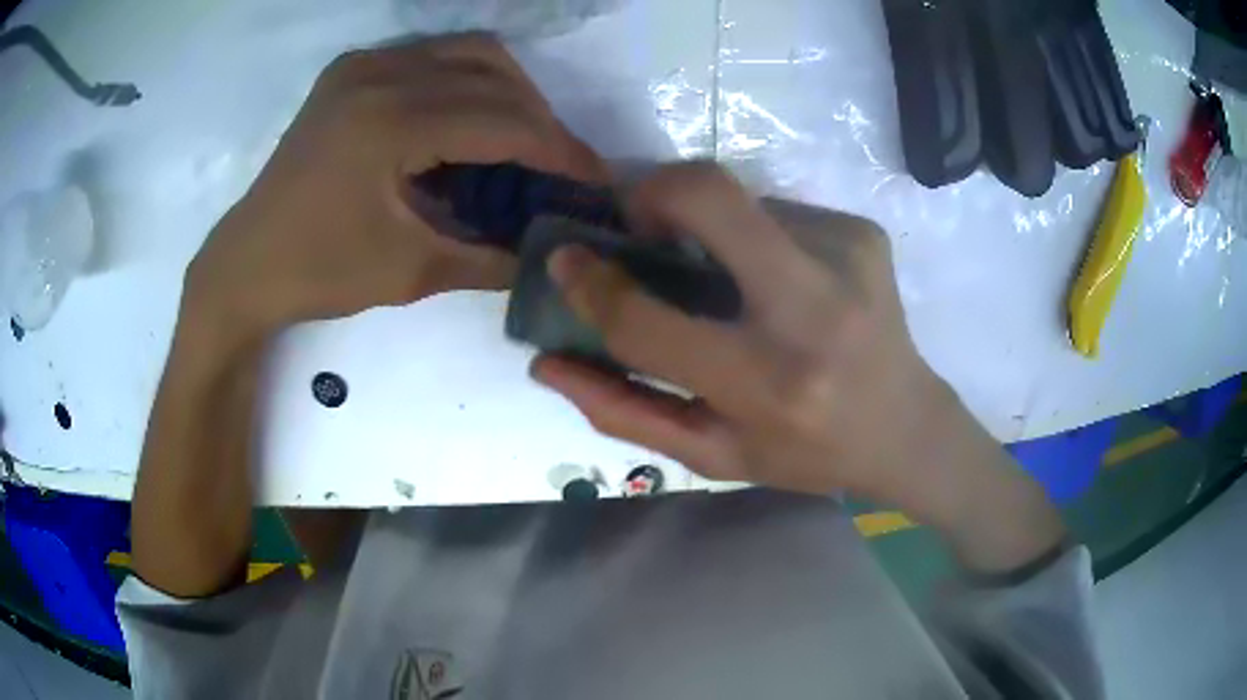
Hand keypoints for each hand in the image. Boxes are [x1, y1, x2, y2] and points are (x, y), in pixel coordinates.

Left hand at [184, 34, 605, 341]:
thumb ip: (489, 258)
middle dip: (541, 121)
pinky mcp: (351, 70)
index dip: (559, 151)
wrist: (246, 264)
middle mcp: (380, 74)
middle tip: (558, 167)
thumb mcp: (411, 273)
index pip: (503, 122)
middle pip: (495, 75)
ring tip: (522, 141)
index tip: (595, 181)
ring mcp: (362, 65)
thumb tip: (548, 257)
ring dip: (510, 92)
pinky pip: (432, 56)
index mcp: (390, 123)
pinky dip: (469, 81)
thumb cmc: (318, 272)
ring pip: (469, 53)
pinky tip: (469, 121)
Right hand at [534, 162, 944, 499]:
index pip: (649, 322)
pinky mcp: (864, 233)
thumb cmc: (806, 453)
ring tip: (725, 275)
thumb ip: (623, 411)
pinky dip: (759, 236)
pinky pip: (781, 212)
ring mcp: (847, 256)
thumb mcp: (712, 453)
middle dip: (652, 191)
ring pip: (742, 200)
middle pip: (709, 196)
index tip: (565, 259)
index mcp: (767, 385)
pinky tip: (779, 281)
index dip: (591, 285)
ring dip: (711, 227)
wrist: (907, 427)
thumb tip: (545, 361)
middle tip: (637, 221)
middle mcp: (813, 310)